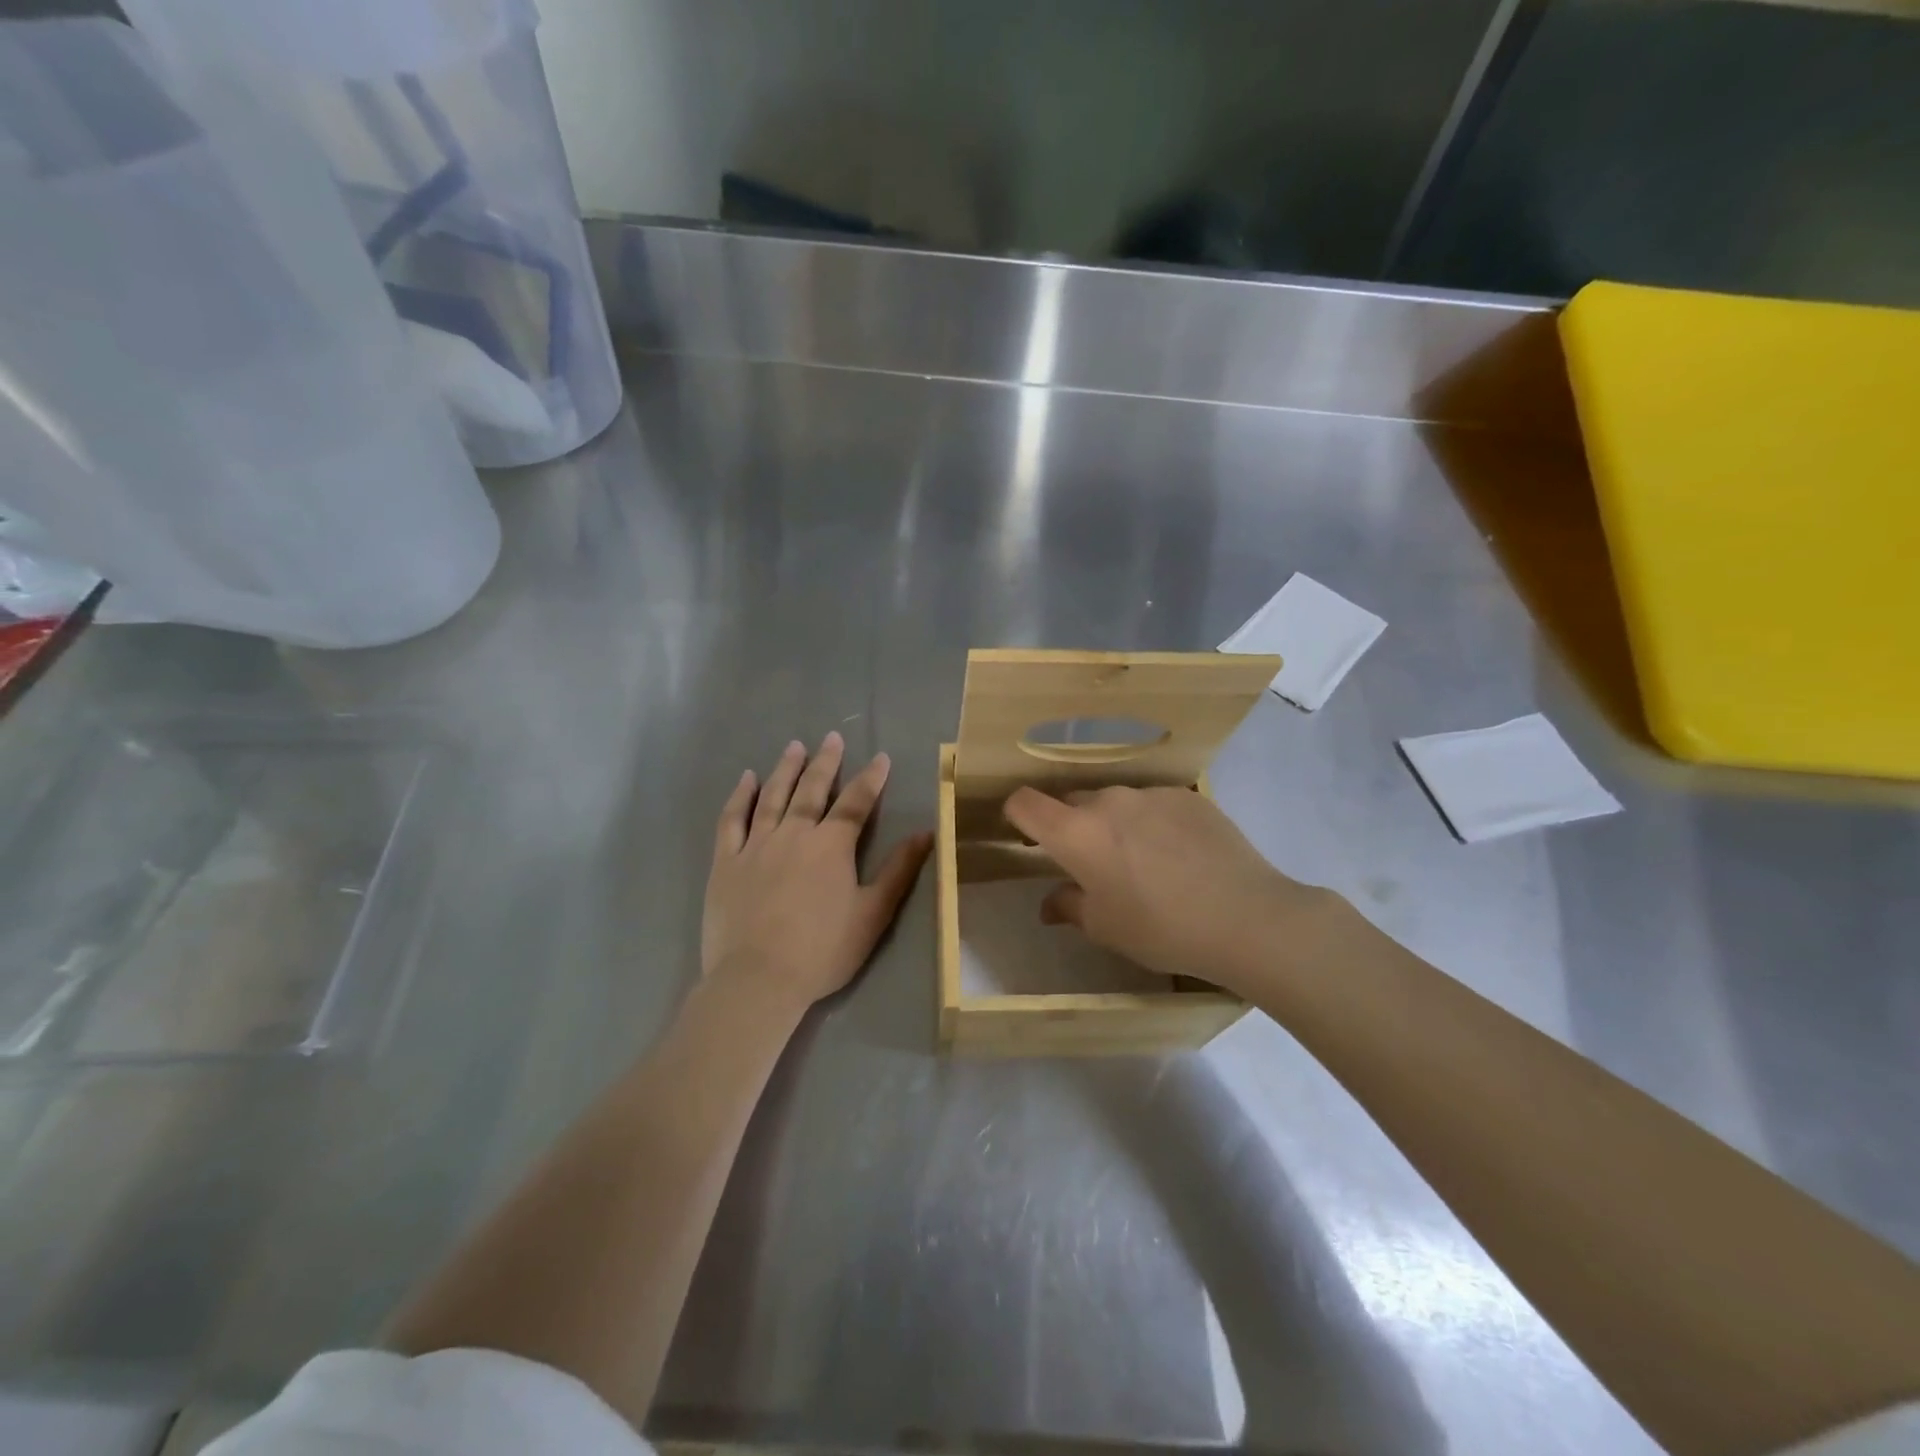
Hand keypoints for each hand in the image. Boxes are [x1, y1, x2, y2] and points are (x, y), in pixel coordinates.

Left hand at [704, 732, 931, 1011]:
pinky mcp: (726, 862)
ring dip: (786, 769)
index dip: (871, 779)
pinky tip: (746, 778)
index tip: (880, 757)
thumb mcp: (872, 914)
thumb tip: (927, 834)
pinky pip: (732, 820)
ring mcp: (756, 845)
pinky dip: (740, 796)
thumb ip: (899, 871)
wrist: (758, 979)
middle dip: (826, 762)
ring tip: (794, 746)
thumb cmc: (822, 951)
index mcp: (831, 846)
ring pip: (773, 796)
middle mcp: (794, 834)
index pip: (856, 803)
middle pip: (812, 789)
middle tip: (832, 737)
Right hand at [1002, 784, 1346, 996]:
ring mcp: (1151, 794)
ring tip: (1145, 862)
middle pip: (1072, 802)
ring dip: (1116, 824)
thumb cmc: (1161, 929)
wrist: (1247, 918)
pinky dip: (1154, 823)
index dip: (1017, 816)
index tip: (1030, 839)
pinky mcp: (1188, 796)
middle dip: (1072, 827)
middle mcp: (1108, 800)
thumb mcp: (1105, 928)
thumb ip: (1069, 906)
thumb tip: (1050, 902)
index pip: (1024, 802)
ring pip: (1116, 802)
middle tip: (1093, 864)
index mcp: (1076, 832)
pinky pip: (1155, 804)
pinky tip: (1181, 855)